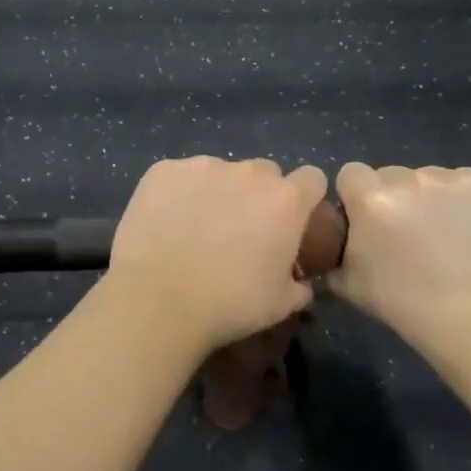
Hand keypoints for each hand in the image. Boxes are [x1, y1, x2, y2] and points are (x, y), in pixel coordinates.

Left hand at [105, 157, 326, 356]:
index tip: (292, 220)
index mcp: (285, 200)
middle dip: (259, 195)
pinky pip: (180, 176)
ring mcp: (203, 166)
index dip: (305, 198)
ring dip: (217, 192)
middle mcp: (248, 173)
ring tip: (195, 229)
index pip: (312, 179)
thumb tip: (299, 283)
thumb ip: (298, 285)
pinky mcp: (164, 170)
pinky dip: (178, 193)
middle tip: (241, 230)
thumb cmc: (228, 303)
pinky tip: (165, 223)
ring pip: (219, 172)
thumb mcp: (280, 304)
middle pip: (264, 173)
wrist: (157, 298)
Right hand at [330, 163, 470, 343]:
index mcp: (373, 199)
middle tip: (410, 234)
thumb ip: (332, 253)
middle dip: (396, 197)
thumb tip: (327, 244)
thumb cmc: (408, 306)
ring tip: (449, 238)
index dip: (357, 197)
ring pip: (433, 178)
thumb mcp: (349, 285)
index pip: (352, 173)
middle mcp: (414, 179)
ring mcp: (459, 180)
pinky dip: (470, 203)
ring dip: (433, 199)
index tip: (369, 222)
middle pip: (394, 174)